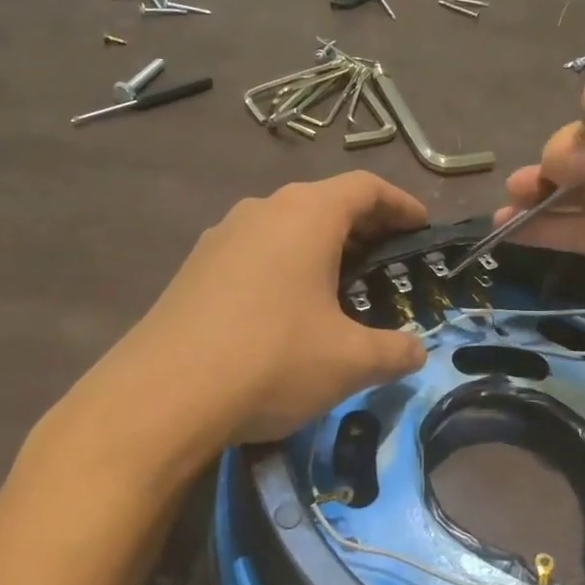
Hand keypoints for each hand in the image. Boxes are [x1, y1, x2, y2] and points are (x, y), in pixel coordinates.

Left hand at [108, 173, 428, 442]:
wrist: (162, 396)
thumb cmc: (272, 360)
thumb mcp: (349, 361)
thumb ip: (394, 351)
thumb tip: (416, 352)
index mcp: (306, 215)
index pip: (365, 188)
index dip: (400, 204)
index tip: (422, 227)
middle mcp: (261, 211)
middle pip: (324, 202)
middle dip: (362, 227)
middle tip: (387, 260)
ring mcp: (220, 237)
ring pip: (284, 226)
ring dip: (319, 247)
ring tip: (339, 285)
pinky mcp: (194, 268)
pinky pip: (253, 252)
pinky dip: (283, 266)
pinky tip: (286, 309)